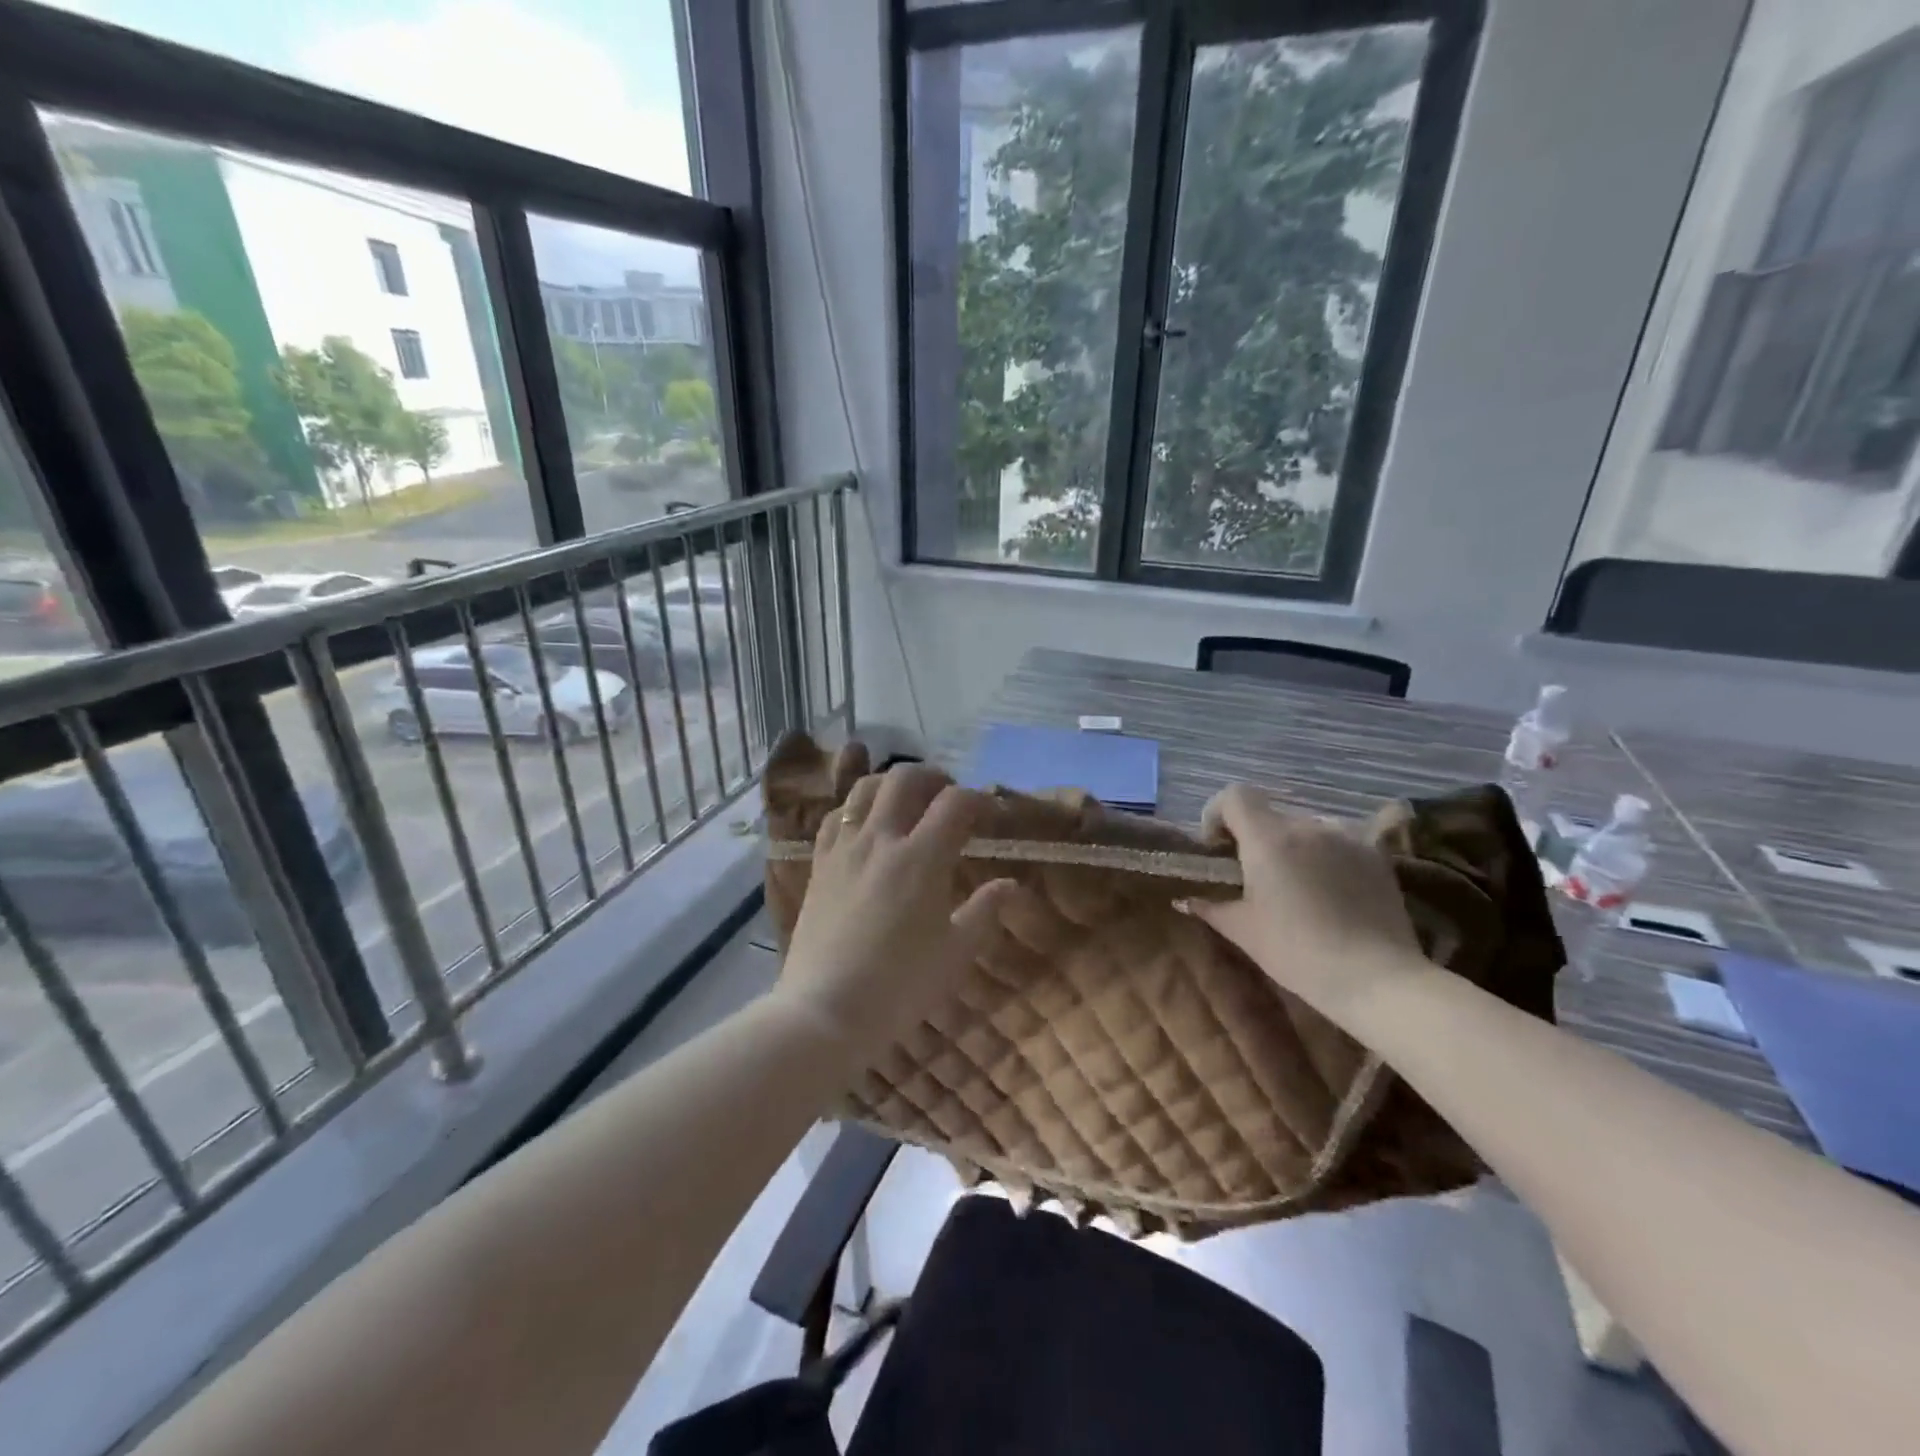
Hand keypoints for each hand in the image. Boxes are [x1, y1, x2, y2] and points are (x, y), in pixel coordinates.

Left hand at [774, 762, 1016, 1061]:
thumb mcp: (956, 953)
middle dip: (934, 777)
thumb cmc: (900, 985)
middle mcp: (880, 839)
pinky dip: (856, 809)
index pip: (955, 802)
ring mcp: (844, 849)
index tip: (992, 814)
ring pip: (864, 789)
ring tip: (906, 803)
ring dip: (891, 785)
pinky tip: (866, 828)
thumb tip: (1010, 885)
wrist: (826, 1011)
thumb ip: (985, 912)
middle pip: (905, 778)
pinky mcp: (819, 864)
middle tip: (949, 797)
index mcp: (921, 858)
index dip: (979, 799)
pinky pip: (835, 817)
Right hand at [1181, 784, 1430, 1025]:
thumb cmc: (1297, 952)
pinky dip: (1325, 856)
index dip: (1218, 813)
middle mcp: (1308, 825)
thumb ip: (1210, 907)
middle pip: (1270, 816)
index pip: (1235, 795)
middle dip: (1256, 839)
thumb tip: (1184, 901)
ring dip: (1292, 847)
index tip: (1218, 846)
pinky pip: (1338, 842)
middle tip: (1255, 877)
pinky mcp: (1376, 854)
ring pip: (1306, 828)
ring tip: (1297, 886)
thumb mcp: (1244, 931)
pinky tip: (1330, 892)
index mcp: (1268, 839)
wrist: (1376, 977)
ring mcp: (1346, 837)